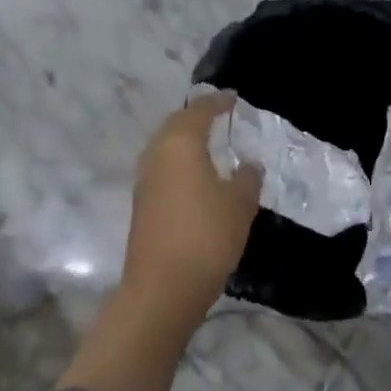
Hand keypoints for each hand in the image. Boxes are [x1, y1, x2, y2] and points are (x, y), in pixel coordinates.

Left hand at [122, 90, 262, 313]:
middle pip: (177, 123)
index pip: (200, 109)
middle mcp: (157, 152)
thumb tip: (249, 165)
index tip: (235, 100)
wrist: (161, 291)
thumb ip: (247, 179)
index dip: (219, 101)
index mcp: (181, 141)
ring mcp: (145, 179)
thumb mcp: (239, 205)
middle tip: (220, 117)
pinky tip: (195, 178)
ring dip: (185, 140)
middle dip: (197, 117)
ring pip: (165, 146)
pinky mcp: (141, 204)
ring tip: (209, 146)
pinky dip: (179, 163)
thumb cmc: (205, 236)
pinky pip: (162, 168)